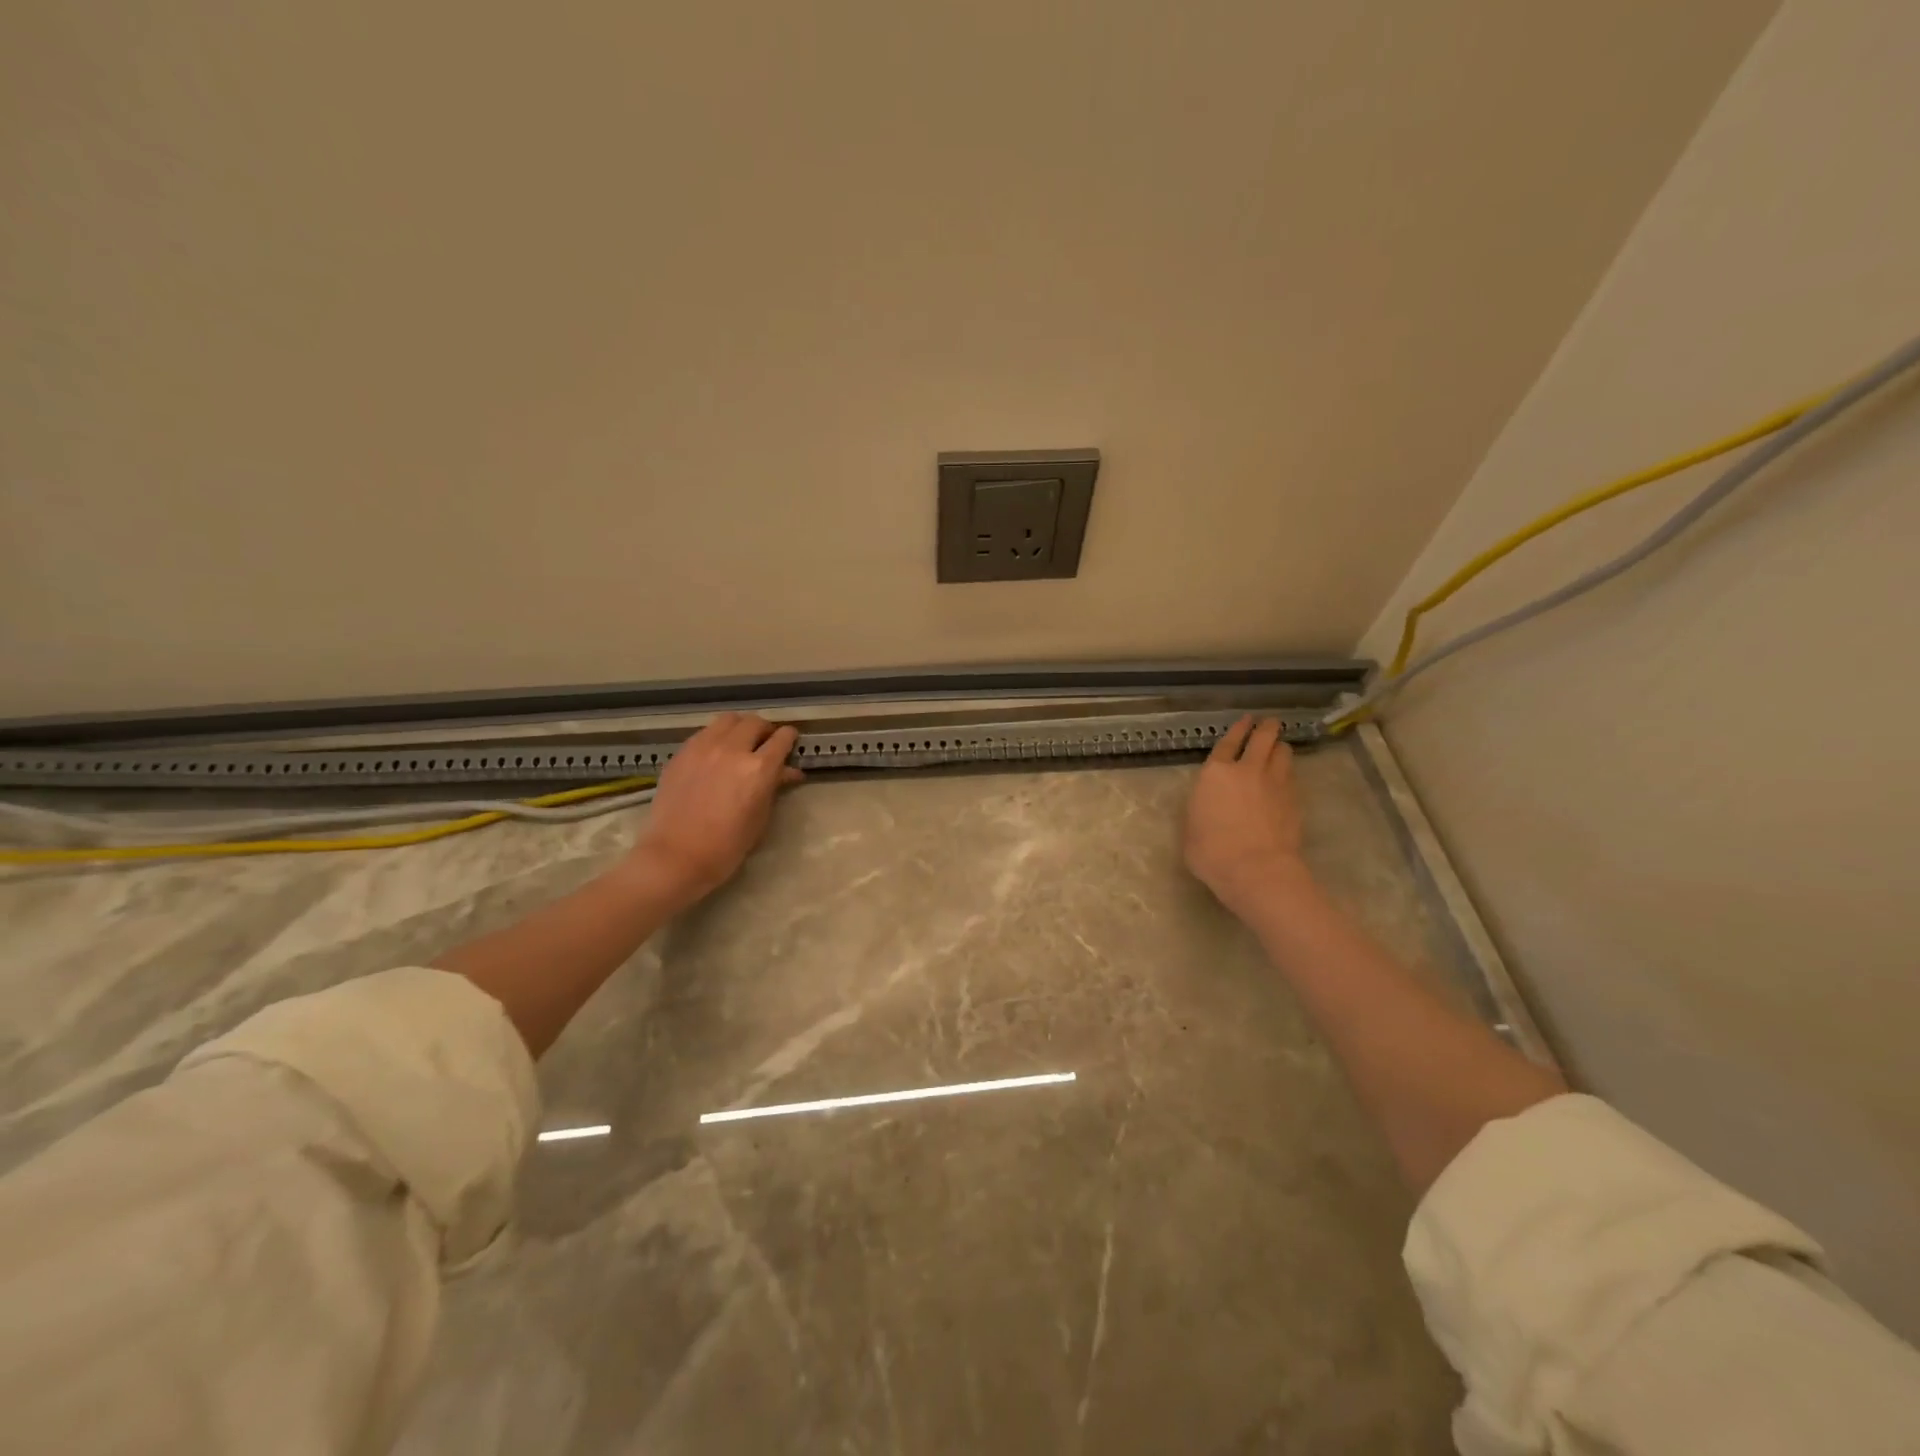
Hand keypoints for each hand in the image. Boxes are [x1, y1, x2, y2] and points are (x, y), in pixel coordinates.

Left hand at [629, 713, 802, 907]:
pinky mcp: (682, 753)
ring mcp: (703, 747)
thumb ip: (774, 787)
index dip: (790, 738)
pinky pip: (705, 732)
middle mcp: (732, 749)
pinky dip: (717, 736)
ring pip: (728, 720)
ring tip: (740, 742)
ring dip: (740, 727)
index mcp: (759, 768)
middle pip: (755, 722)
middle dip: (765, 730)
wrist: (676, 856)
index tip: (791, 742)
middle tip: (766, 743)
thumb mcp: (760, 818)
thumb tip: (789, 772)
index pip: (782, 738)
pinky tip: (715, 754)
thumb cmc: (727, 846)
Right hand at [1184, 717, 1311, 917]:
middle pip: (1262, 738)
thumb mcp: (1190, 828)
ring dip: (1280, 747)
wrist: (1255, 869)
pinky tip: (1285, 777)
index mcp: (1215, 773)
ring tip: (1279, 748)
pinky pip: (1292, 776)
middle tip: (1269, 723)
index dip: (1237, 729)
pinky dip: (1288, 772)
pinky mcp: (1294, 801)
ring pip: (1283, 753)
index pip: (1228, 743)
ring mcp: (1275, 783)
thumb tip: (1207, 805)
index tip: (1246, 720)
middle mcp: (1247, 770)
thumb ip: (1200, 808)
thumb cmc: (1211, 851)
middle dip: (1266, 728)